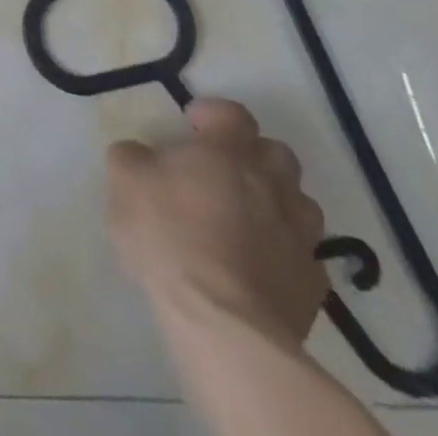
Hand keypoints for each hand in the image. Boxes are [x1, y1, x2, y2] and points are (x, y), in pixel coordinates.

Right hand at [106, 99, 328, 348]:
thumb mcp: (124, 181)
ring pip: (300, 204)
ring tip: (245, 218)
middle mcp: (271, 185)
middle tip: (222, 171)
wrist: (223, 324)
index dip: (214, 114)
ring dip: (277, 202)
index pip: (233, 114)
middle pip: (278, 154)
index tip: (191, 125)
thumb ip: (132, 156)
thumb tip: (142, 154)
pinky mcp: (312, 286)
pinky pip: (304, 255)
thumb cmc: (169, 236)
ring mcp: (298, 237)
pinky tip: (258, 265)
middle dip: (254, 156)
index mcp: (226, 153)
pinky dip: (284, 251)